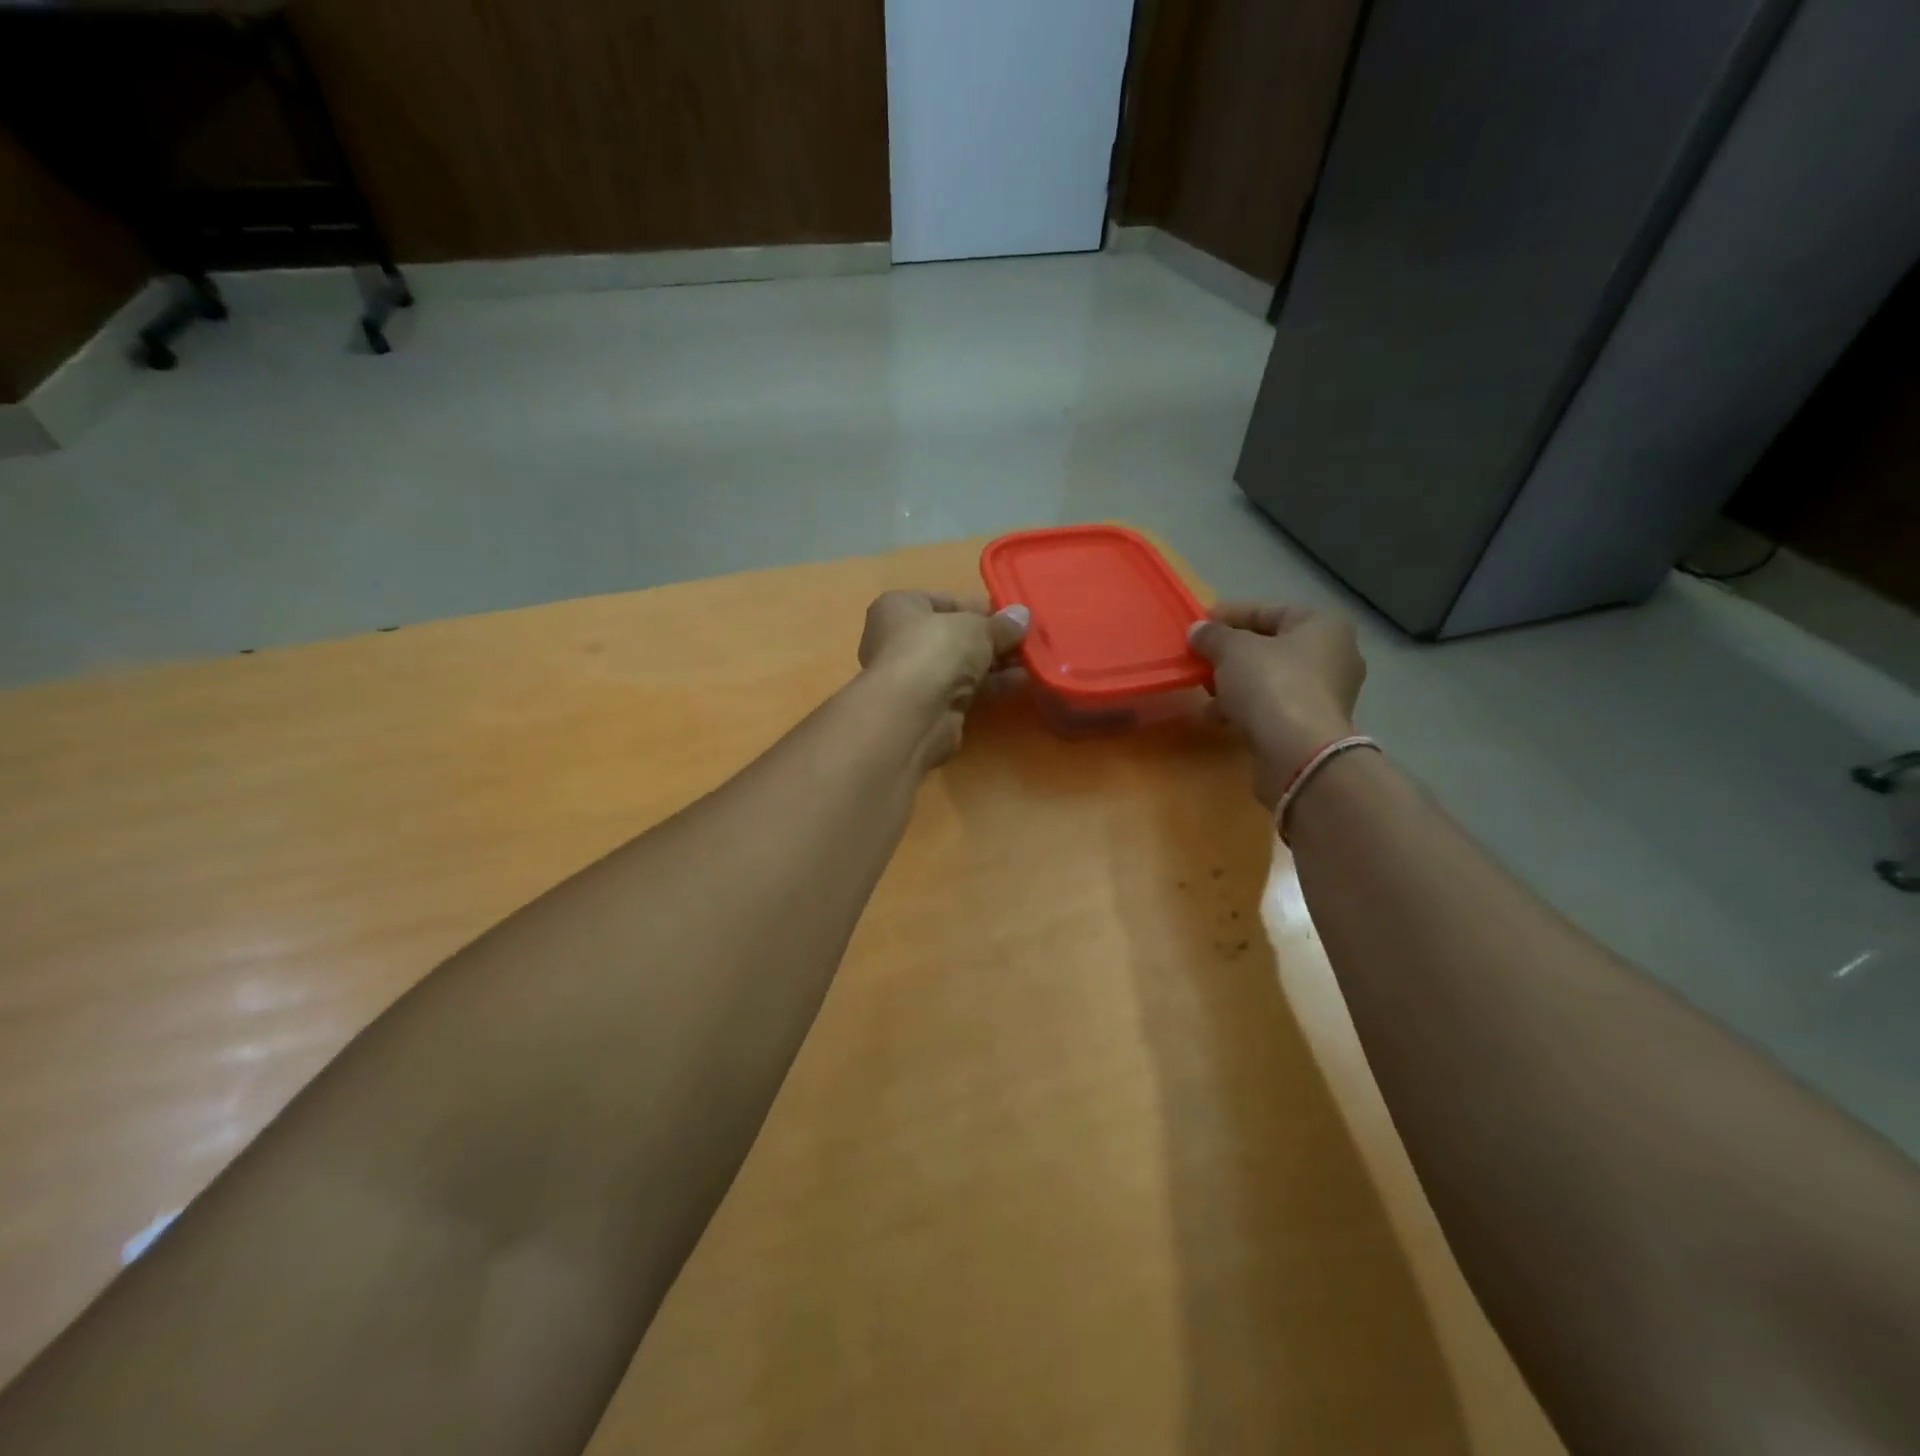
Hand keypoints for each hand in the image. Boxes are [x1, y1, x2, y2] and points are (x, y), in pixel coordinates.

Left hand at [857, 591, 1028, 764]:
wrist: (914, 713)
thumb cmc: (936, 649)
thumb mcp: (976, 627)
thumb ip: (1000, 624)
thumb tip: (1022, 616)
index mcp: (899, 607)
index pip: (945, 601)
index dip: (981, 608)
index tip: (1013, 617)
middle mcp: (900, 639)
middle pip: (955, 636)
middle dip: (992, 639)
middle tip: (1028, 640)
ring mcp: (914, 676)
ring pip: (962, 665)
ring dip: (997, 664)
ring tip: (1034, 660)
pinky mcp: (929, 707)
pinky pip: (966, 690)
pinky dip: (992, 686)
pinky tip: (1024, 682)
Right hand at [1188, 602, 1365, 807]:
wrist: (1298, 753)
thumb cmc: (1271, 685)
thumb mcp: (1232, 650)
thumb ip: (1213, 635)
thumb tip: (1198, 631)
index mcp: (1323, 626)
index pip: (1269, 610)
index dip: (1230, 614)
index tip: (1199, 624)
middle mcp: (1334, 655)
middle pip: (1271, 646)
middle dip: (1231, 652)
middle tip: (1200, 658)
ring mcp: (1326, 694)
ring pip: (1270, 679)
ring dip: (1234, 683)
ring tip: (1204, 691)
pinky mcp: (1313, 726)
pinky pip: (1273, 707)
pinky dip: (1246, 708)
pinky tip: (1218, 717)